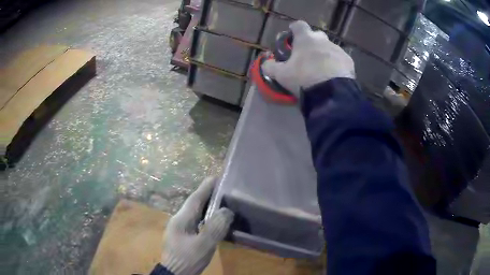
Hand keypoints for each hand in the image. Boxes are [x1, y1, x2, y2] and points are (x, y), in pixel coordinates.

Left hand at [162, 177, 233, 274]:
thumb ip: (214, 228)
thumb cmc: (187, 259)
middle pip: (194, 204)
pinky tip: (213, 220)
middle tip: (222, 188)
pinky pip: (196, 221)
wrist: (175, 274)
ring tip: (220, 200)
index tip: (216, 177)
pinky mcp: (183, 236)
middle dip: (207, 195)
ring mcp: (180, 228)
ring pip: (195, 213)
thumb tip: (227, 211)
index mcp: (181, 219)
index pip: (194, 199)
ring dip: (206, 206)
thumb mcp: (202, 245)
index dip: (205, 187)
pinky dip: (205, 217)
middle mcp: (179, 220)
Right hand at [262, 20, 354, 96]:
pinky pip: (340, 59)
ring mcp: (338, 49)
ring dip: (324, 54)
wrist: (332, 94)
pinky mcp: (349, 61)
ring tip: (321, 69)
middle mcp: (323, 40)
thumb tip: (266, 63)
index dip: (294, 29)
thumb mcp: (282, 75)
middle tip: (307, 55)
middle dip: (311, 42)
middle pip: (316, 35)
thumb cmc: (304, 78)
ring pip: (329, 48)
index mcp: (305, 39)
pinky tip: (333, 75)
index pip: (299, 25)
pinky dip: (336, 64)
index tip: (292, 36)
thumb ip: (270, 67)